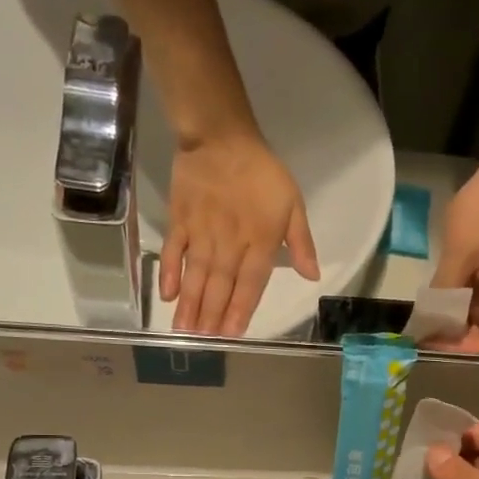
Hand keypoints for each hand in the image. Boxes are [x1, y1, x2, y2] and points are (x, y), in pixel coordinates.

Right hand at [162, 132, 320, 335]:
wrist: (221, 136)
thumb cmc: (262, 172)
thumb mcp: (293, 204)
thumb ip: (301, 243)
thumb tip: (312, 276)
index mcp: (260, 242)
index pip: (250, 284)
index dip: (240, 310)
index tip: (231, 334)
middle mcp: (229, 243)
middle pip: (220, 286)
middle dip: (211, 316)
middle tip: (202, 342)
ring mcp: (202, 233)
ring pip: (196, 275)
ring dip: (191, 304)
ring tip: (184, 331)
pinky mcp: (181, 220)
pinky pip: (174, 251)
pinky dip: (170, 272)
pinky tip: (167, 295)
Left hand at [429, 162, 478, 353]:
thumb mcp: (461, 250)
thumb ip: (445, 289)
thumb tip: (427, 320)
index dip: (463, 346)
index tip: (433, 343)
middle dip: (455, 334)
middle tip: (422, 333)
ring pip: (478, 313)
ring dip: (453, 317)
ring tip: (424, 319)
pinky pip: (475, 294)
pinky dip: (455, 300)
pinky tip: (434, 299)